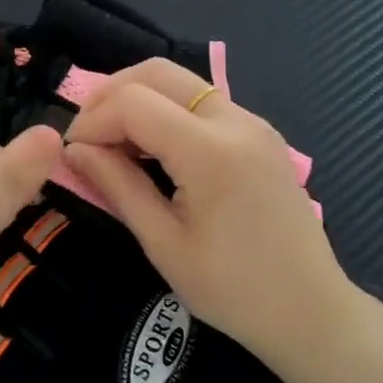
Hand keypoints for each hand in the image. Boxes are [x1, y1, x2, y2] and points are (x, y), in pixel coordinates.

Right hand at [64, 61, 360, 366]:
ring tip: (113, 143)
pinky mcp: (261, 134)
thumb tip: (75, 151)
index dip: (92, 121)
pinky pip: (203, 102)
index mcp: (210, 151)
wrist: (310, 310)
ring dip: (139, 99)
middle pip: (157, 72)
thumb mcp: (163, 243)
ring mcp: (254, 123)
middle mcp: (235, 121)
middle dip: (110, 95)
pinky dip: (167, 110)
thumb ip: (118, 186)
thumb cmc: (232, 289)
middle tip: (86, 136)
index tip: (72, 155)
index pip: (133, 103)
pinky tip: (152, 148)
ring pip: (181, 81)